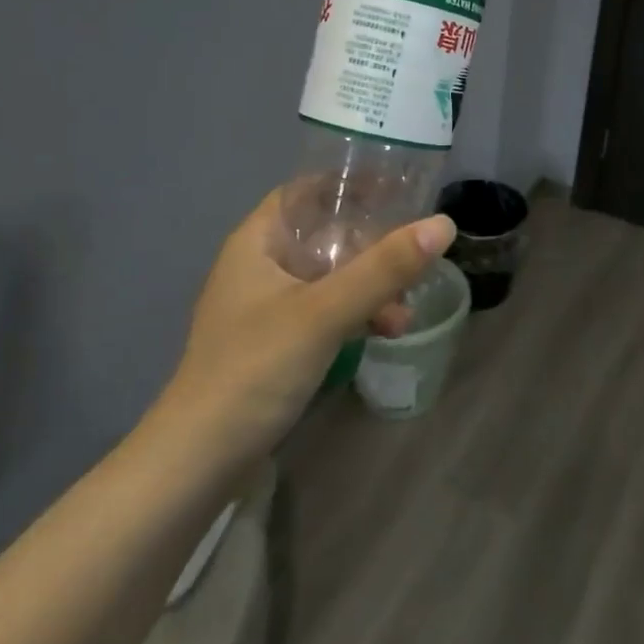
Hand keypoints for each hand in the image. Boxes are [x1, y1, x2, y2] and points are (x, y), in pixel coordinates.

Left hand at [158, 189, 455, 461]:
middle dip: (372, 241)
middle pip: (325, 233)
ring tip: (407, 305)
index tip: (397, 186)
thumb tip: (443, 224)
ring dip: (371, 283)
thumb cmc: (255, 368)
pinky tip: (387, 329)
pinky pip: (327, 309)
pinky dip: (357, 312)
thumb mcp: (324, 312)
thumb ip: (383, 268)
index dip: (349, 183)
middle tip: (416, 246)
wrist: (200, 461)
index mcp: (257, 241)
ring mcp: (268, 305)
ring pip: (331, 274)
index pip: (306, 190)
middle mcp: (260, 265)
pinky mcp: (278, 341)